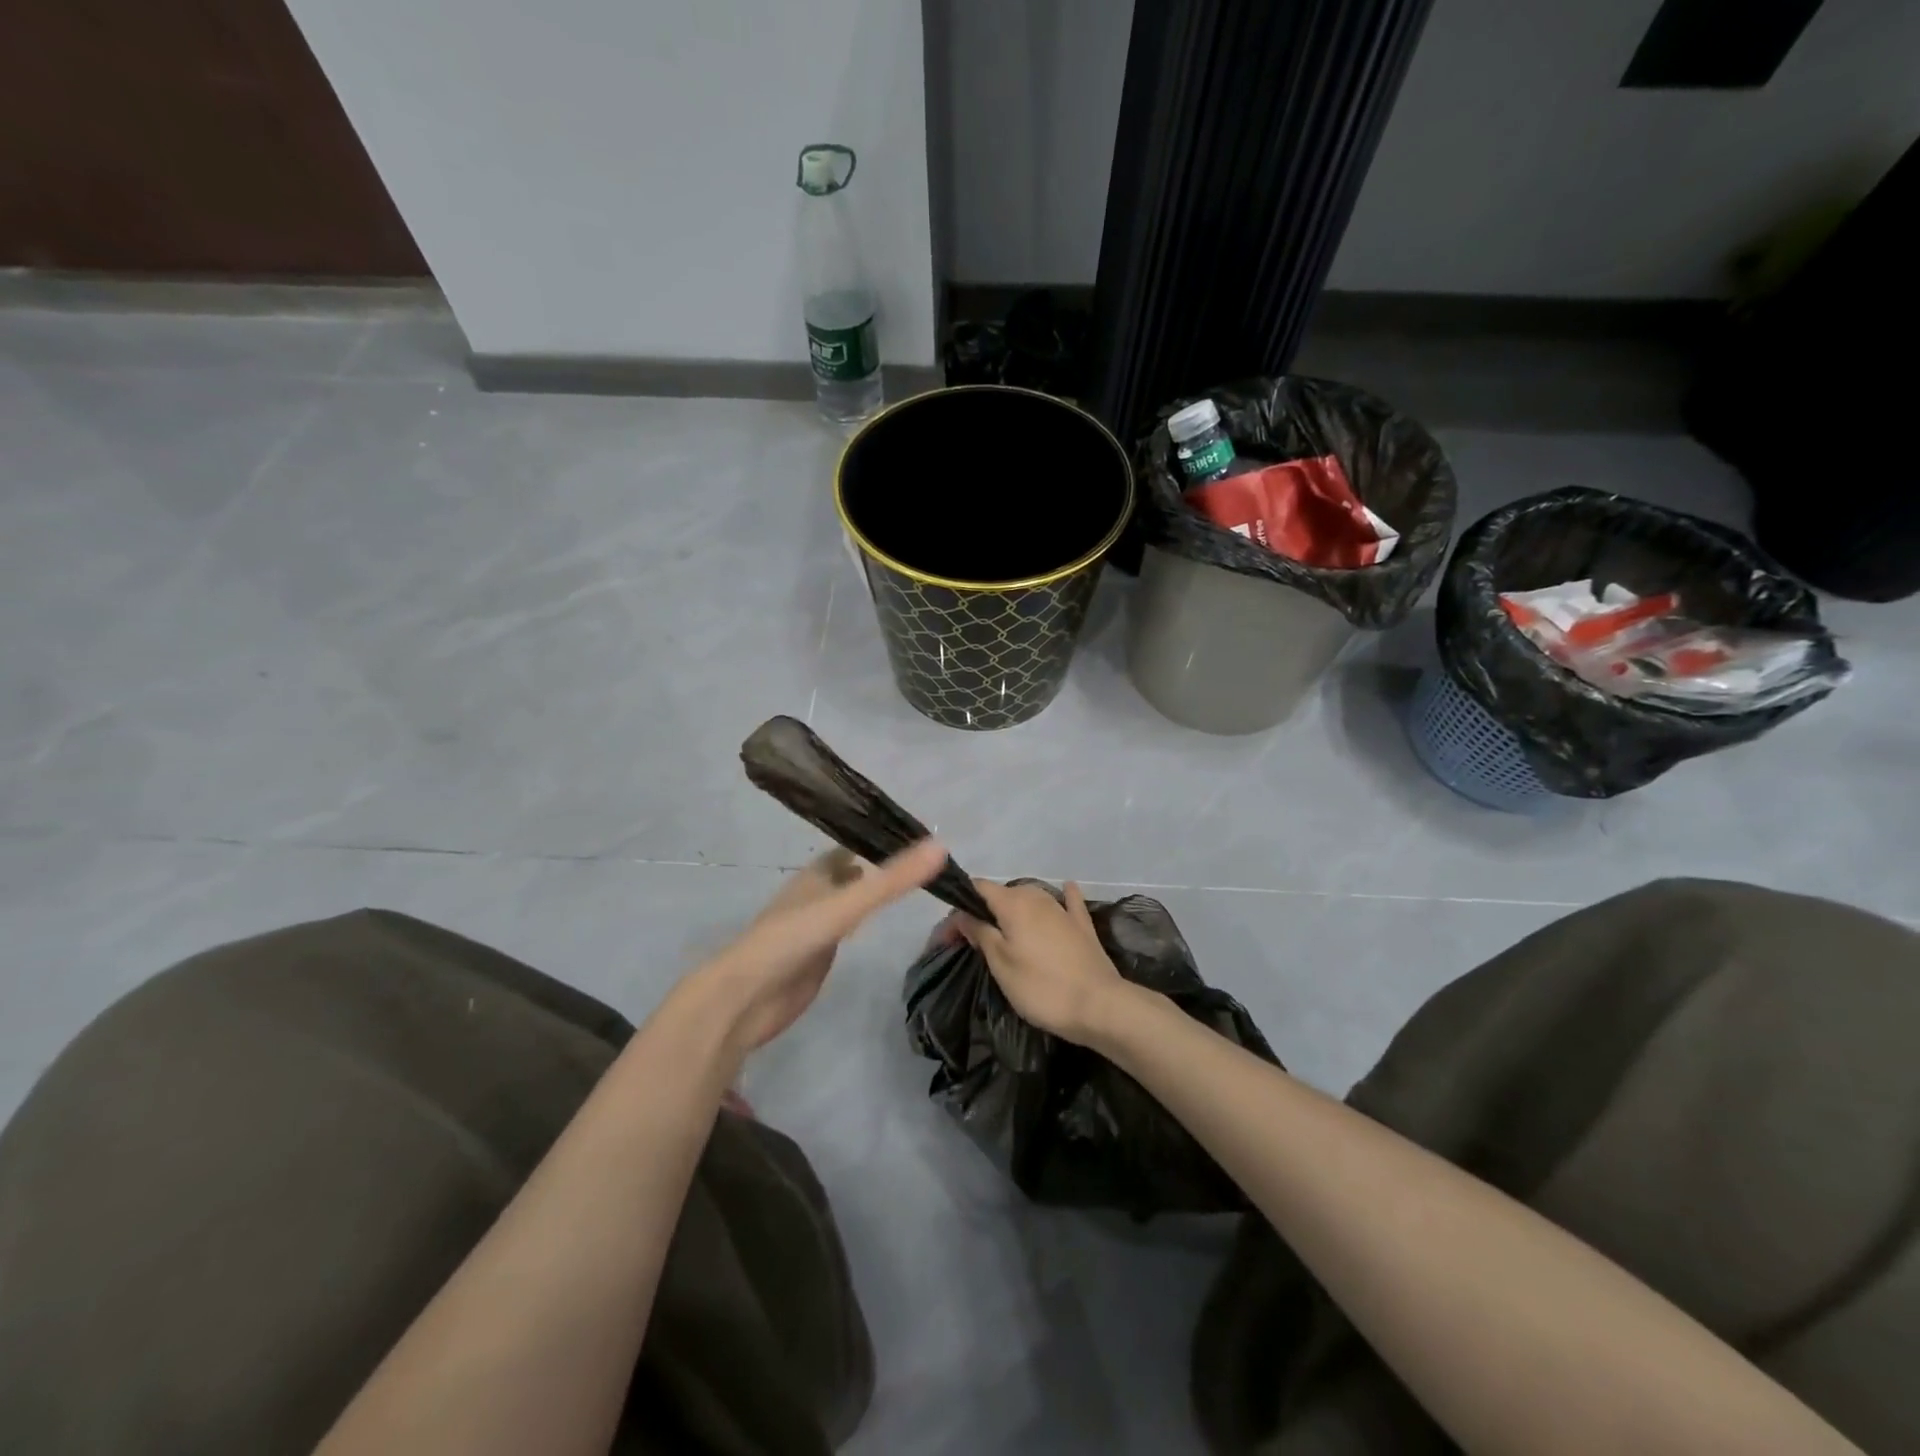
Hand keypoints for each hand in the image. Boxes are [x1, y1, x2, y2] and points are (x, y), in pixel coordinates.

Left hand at [690, 840, 945, 1053]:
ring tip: (913, 888)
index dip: (881, 838)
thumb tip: (940, 846)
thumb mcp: (847, 905)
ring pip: (850, 901)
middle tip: (925, 863)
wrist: (745, 998)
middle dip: (882, 866)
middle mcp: (816, 894)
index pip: (854, 846)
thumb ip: (892, 880)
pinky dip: (865, 924)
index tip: (918, 834)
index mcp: (817, 874)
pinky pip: (846, 931)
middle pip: (853, 873)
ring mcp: (815, 926)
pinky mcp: (816, 956)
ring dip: (874, 894)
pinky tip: (880, 926)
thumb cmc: (790, 940)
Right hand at [954, 880, 1126, 1045]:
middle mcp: (1037, 897)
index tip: (948, 935)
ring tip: (1002, 931)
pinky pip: (1069, 903)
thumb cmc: (1041, 986)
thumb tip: (964, 914)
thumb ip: (980, 932)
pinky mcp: (1083, 926)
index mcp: (1013, 902)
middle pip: (1003, 894)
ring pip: (1031, 898)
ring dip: (1013, 910)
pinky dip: (1063, 897)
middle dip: (983, 912)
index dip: (959, 907)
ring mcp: (1063, 910)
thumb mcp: (1000, 963)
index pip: (978, 889)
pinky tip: (1067, 889)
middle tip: (970, 941)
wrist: (1099, 1005)